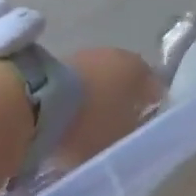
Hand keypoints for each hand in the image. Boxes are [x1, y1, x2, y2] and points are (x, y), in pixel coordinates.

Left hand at [53, 48, 163, 169]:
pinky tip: (71, 119)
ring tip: (91, 126)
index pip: (154, 88)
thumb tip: (140, 132)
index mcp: (139, 71)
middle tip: (118, 127)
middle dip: (123, 101)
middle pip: (126, 81)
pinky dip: (79, 98)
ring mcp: (89, 55)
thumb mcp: (122, 140)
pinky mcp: (62, 61)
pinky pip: (79, 83)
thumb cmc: (92, 123)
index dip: (152, 108)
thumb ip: (136, 136)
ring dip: (99, 98)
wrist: (40, 102)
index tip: (145, 128)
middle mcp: (119, 55)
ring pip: (102, 79)